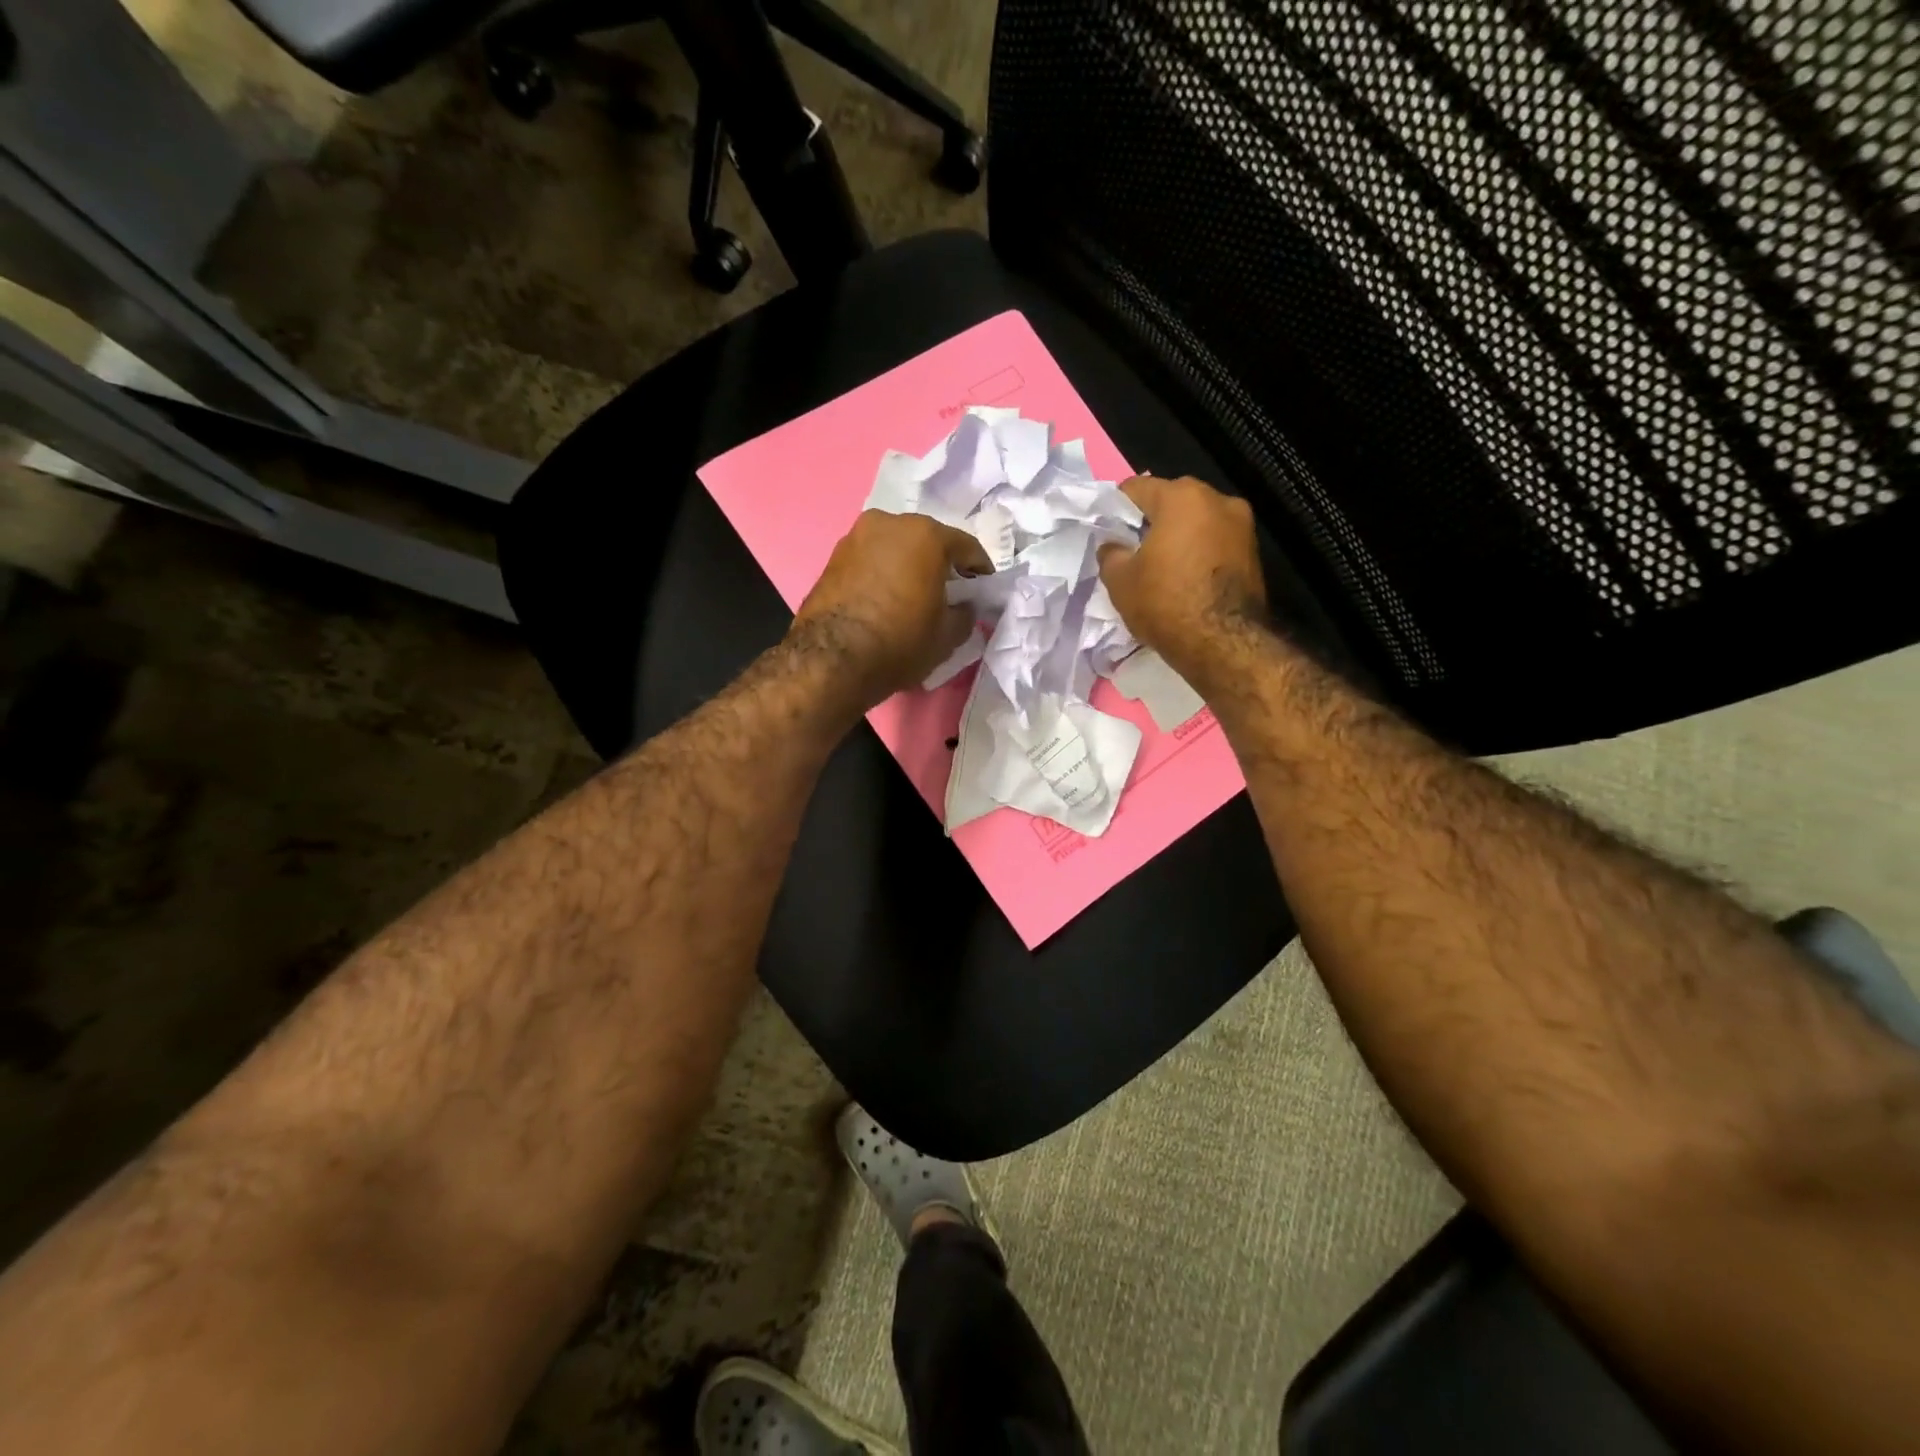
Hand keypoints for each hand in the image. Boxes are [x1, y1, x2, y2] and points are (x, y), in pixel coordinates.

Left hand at [791, 510, 992, 709]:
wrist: (830, 660)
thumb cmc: (899, 642)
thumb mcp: (947, 637)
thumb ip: (965, 615)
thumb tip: (964, 607)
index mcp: (926, 535)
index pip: (966, 547)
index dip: (979, 570)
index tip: (984, 588)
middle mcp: (890, 523)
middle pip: (927, 540)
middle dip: (941, 563)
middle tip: (949, 591)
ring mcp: (857, 536)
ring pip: (895, 547)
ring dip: (909, 565)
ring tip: (915, 595)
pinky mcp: (833, 556)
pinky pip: (871, 560)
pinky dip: (883, 572)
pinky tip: (887, 598)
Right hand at [1097, 475, 1267, 686]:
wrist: (1224, 644)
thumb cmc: (1166, 603)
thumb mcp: (1120, 581)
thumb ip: (1110, 553)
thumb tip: (1114, 545)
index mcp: (1182, 497)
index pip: (1136, 489)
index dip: (1116, 509)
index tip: (1108, 532)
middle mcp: (1217, 499)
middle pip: (1171, 502)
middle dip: (1150, 523)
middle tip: (1132, 552)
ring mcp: (1242, 525)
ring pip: (1196, 522)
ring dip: (1177, 538)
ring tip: (1160, 568)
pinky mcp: (1254, 552)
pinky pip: (1215, 543)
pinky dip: (1198, 554)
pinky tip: (1185, 579)